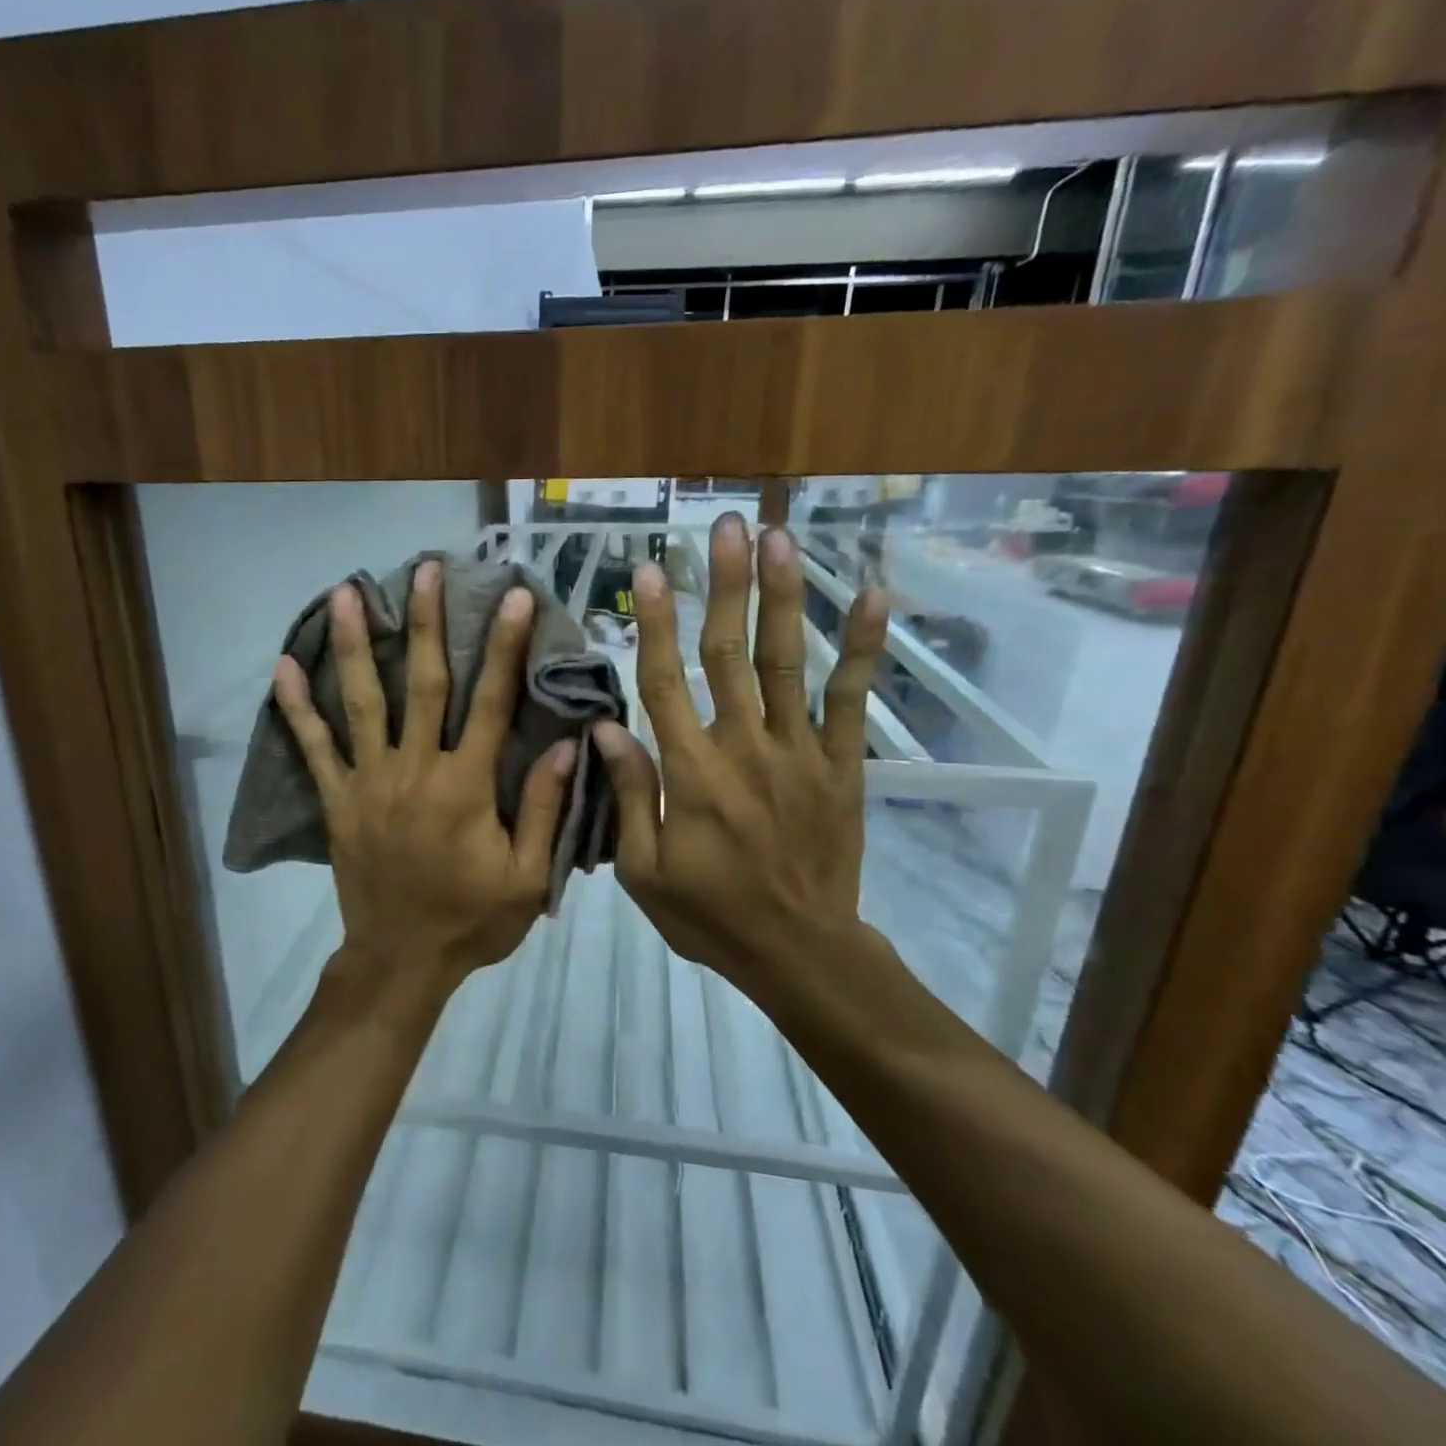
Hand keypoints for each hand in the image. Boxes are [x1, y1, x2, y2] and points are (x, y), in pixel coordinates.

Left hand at [273, 561, 577, 1001]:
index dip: (504, 647)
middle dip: (425, 622)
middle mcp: (415, 770)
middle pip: (423, 683)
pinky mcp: (338, 801)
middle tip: (424, 569)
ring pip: (362, 702)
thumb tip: (567, 742)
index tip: (513, 597)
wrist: (401, 962)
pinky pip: (314, 749)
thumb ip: (546, 809)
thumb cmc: (471, 920)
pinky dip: (297, 709)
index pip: (490, 703)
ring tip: (344, 593)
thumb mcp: (527, 877)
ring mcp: (369, 782)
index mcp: (466, 786)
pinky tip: (282, 668)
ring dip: (354, 645)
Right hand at [593, 514, 889, 995]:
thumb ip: (630, 796)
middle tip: (726, 526)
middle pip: (728, 652)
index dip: (655, 623)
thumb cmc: (711, 915)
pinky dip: (862, 647)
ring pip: (786, 660)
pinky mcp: (842, 765)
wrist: (800, 950)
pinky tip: (872, 595)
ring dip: (782, 595)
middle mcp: (745, 746)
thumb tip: (605, 730)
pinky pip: (852, 699)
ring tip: (780, 537)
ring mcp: (800, 751)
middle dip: (725, 584)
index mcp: (692, 773)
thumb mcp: (644, 872)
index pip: (665, 681)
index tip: (649, 569)